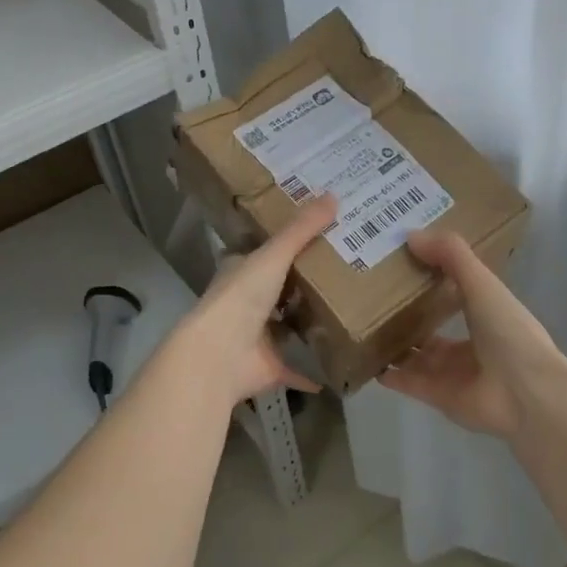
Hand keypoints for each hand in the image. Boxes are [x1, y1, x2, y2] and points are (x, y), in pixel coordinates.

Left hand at [168, 194, 339, 406]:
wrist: (219, 354)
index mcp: (241, 272)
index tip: (317, 236)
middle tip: (344, 271)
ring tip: (347, 314)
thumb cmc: (241, 297)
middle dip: (303, 284)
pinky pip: (296, 369)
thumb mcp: (273, 256)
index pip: (263, 253)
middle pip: (278, 290)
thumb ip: (302, 230)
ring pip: (286, 328)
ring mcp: (256, 338)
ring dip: (307, 325)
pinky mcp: (269, 367)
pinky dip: (312, 372)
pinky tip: (337, 368)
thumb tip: (334, 195)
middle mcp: (246, 303)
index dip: (285, 244)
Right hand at [380, 230, 564, 440]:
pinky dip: (389, 374)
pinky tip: (368, 361)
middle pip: (431, 330)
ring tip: (363, 328)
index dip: (430, 281)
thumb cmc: (509, 332)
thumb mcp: (482, 283)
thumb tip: (411, 235)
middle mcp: (470, 345)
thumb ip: (451, 256)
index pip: (454, 295)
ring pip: (417, 357)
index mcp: (486, 316)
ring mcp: (453, 374)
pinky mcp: (438, 397)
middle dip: (407, 318)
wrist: (526, 392)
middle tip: (371, 299)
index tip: (400, 264)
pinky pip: (408, 382)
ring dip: (395, 345)